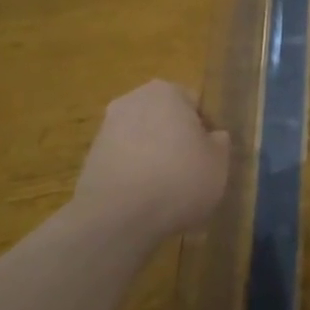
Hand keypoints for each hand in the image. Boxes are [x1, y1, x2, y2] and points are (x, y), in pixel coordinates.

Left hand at [72, 80, 229, 241]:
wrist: (118, 217)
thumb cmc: (179, 180)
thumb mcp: (219, 162)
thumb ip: (219, 142)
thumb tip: (212, 137)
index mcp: (167, 92)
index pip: (194, 104)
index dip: (205, 130)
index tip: (209, 156)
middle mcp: (132, 100)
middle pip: (164, 118)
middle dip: (176, 139)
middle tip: (191, 171)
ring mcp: (106, 128)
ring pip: (142, 139)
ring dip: (153, 156)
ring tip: (166, 190)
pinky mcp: (90, 158)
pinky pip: (124, 161)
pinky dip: (134, 174)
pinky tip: (143, 199)